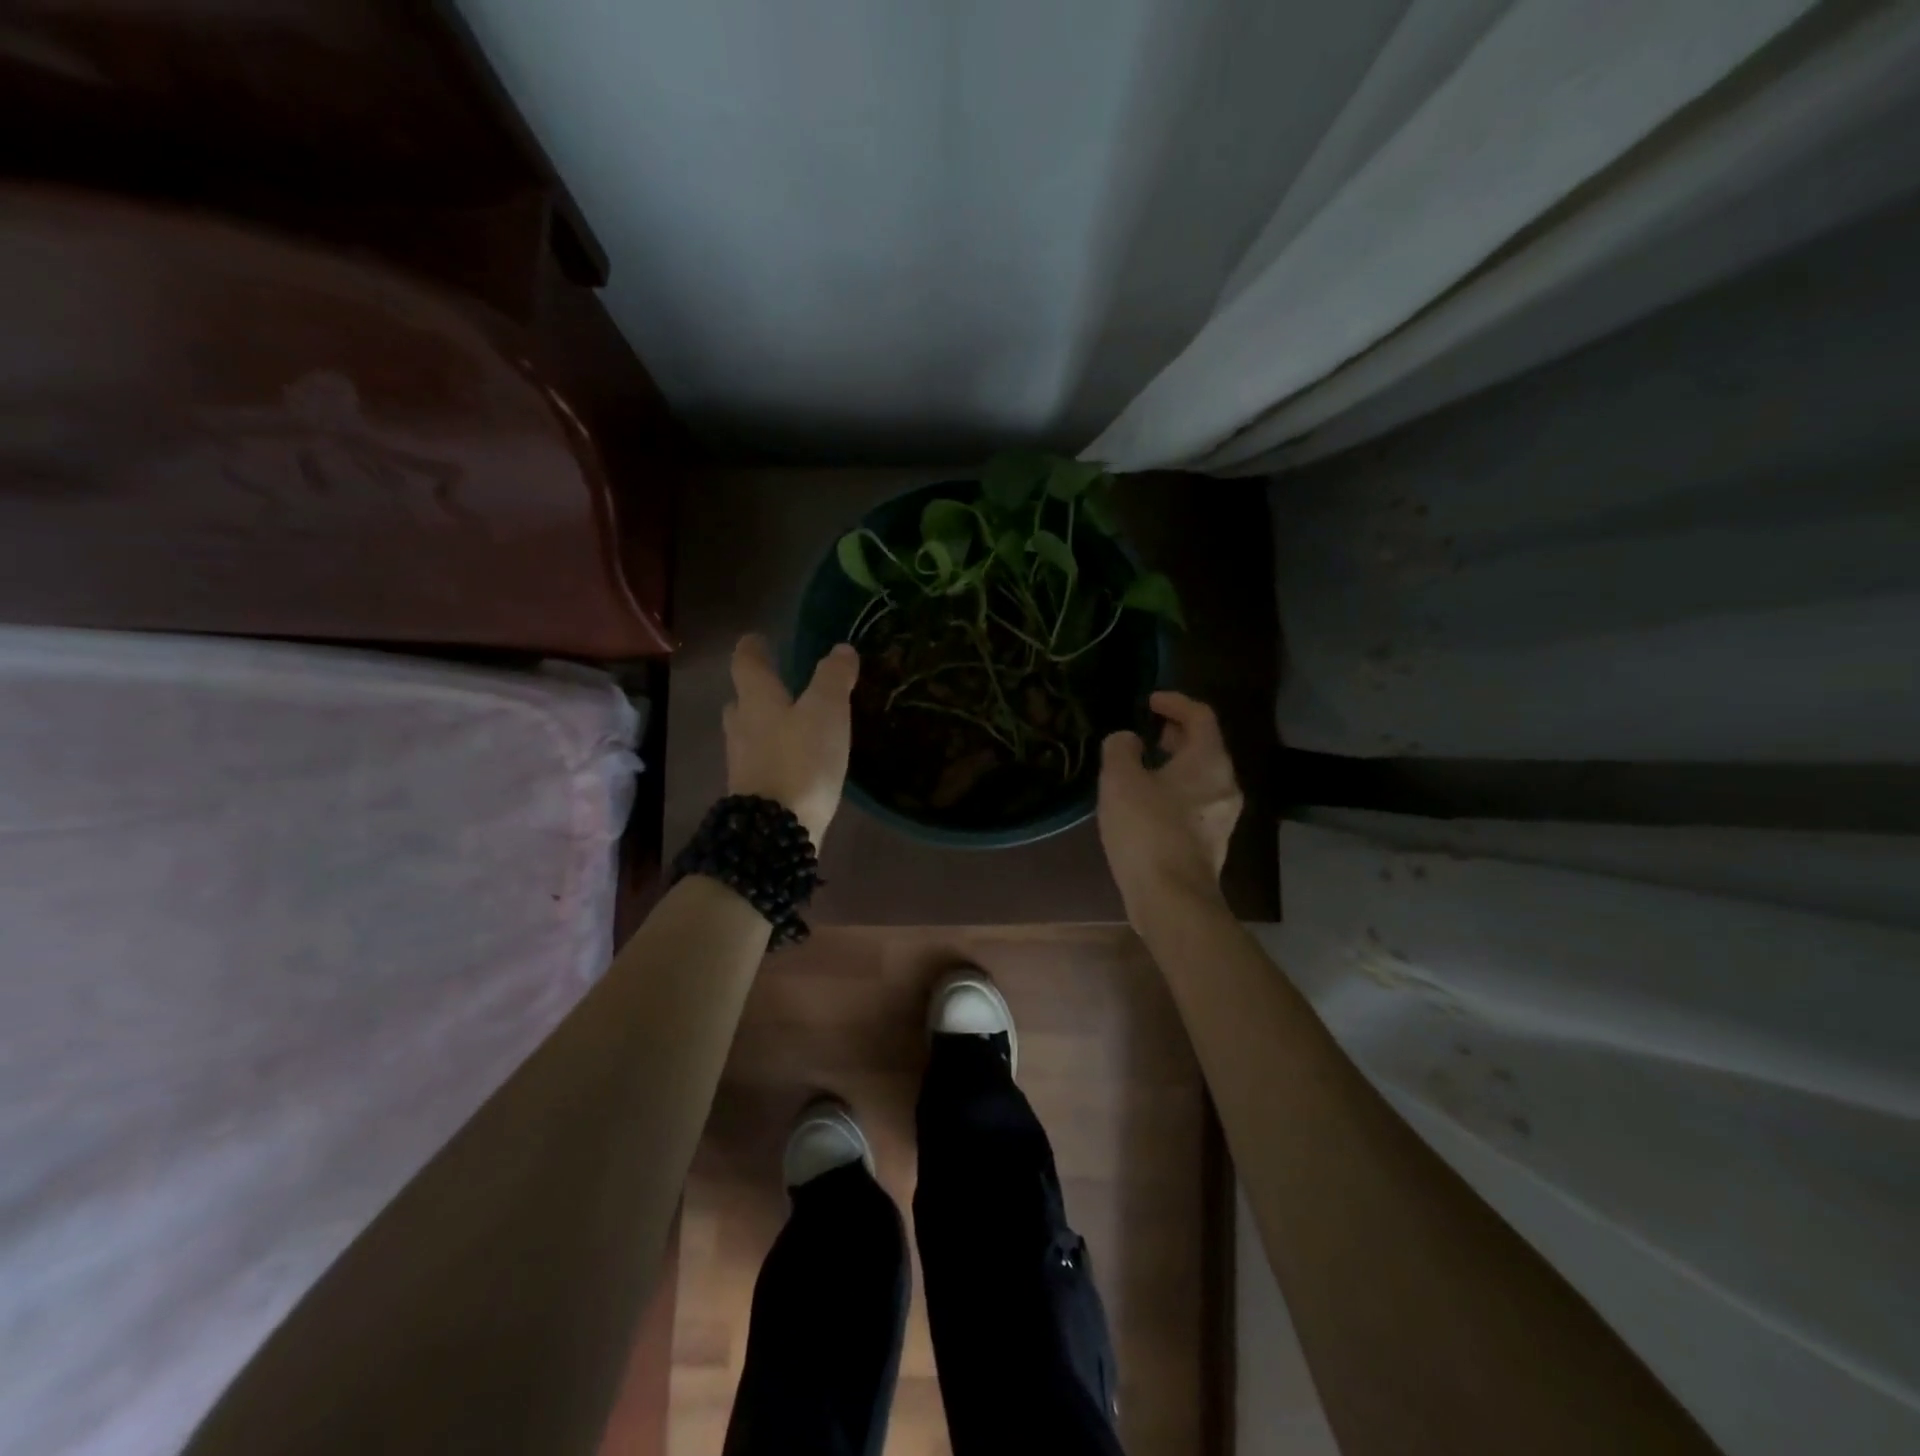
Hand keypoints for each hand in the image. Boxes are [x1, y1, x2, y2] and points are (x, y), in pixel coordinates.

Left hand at [723, 635, 858, 846]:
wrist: (776, 832)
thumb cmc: (800, 759)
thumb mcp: (826, 710)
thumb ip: (833, 677)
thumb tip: (840, 649)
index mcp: (756, 699)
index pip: (746, 662)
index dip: (753, 647)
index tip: (757, 638)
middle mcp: (742, 726)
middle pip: (742, 700)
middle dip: (756, 690)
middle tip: (776, 683)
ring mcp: (743, 762)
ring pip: (749, 732)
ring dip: (764, 724)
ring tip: (790, 722)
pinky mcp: (752, 793)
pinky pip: (760, 762)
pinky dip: (774, 754)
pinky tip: (794, 760)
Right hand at [1097, 691, 1243, 917]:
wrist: (1171, 898)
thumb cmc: (1147, 829)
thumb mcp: (1120, 779)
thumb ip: (1120, 749)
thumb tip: (1127, 740)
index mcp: (1209, 761)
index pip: (1201, 716)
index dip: (1175, 702)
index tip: (1149, 701)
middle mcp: (1224, 785)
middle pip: (1205, 746)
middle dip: (1176, 734)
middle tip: (1147, 731)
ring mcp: (1222, 817)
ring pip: (1200, 777)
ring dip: (1174, 765)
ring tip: (1142, 767)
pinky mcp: (1210, 843)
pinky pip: (1194, 802)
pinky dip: (1174, 791)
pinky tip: (1146, 804)